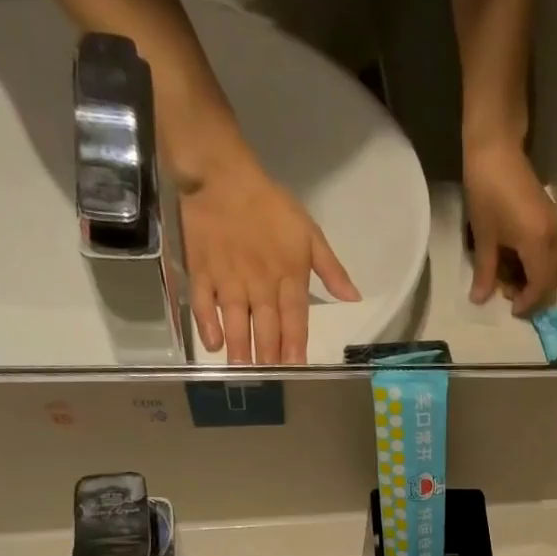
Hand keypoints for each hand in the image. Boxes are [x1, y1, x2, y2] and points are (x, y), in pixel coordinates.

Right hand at [180, 151, 359, 363]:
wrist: (223, 175)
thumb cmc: (271, 206)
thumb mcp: (310, 233)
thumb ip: (331, 270)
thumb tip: (355, 298)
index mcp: (289, 275)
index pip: (295, 318)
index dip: (296, 344)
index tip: (297, 368)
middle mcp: (260, 282)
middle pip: (266, 325)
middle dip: (269, 354)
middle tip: (269, 379)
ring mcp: (229, 277)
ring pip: (236, 318)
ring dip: (240, 346)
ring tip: (242, 370)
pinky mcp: (201, 270)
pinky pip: (203, 301)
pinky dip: (207, 322)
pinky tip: (212, 344)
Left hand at [462, 136, 556, 315]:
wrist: (496, 147)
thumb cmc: (486, 191)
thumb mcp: (484, 236)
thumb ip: (485, 271)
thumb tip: (479, 300)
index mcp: (538, 244)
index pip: (540, 286)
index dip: (527, 303)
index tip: (510, 310)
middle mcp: (553, 238)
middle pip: (551, 279)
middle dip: (532, 293)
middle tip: (509, 296)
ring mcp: (555, 226)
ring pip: (551, 266)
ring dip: (534, 279)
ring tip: (509, 278)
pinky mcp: (551, 217)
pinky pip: (549, 252)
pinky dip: (535, 264)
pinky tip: (515, 261)